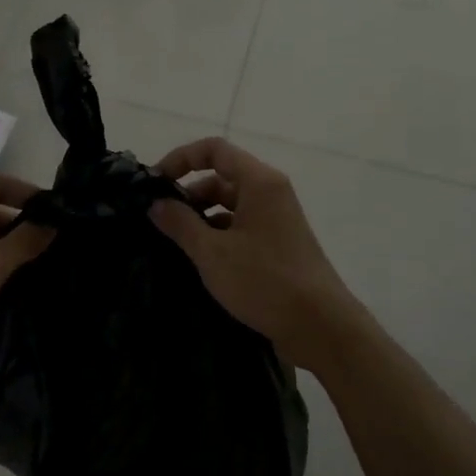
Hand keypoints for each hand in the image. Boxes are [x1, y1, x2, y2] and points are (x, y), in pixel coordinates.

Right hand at [148, 138, 360, 370]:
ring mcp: (276, 219)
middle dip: (188, 192)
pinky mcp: (278, 244)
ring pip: (230, 204)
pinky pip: (241, 226)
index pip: (214, 150)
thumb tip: (156, 203)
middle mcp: (270, 193)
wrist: (320, 325)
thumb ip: (180, 224)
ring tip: (173, 241)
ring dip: (201, 217)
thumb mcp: (213, 252)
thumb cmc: (265, 281)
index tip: (155, 182)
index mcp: (259, 182)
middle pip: (222, 176)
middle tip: (158, 218)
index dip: (181, 158)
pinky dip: (218, 234)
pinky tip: (198, 258)